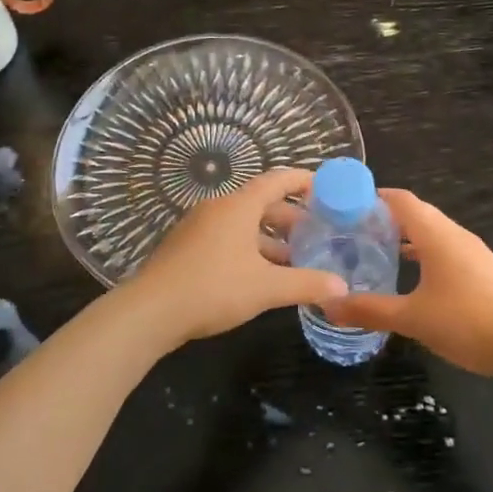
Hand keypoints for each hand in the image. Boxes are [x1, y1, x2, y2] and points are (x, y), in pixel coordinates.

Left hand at [125, 168, 348, 347]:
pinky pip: (227, 237)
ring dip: (269, 237)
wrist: (151, 311)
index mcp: (238, 206)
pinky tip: (260, 275)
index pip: (277, 180)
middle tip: (316, 233)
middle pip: (261, 203)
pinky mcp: (187, 247)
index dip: (303, 181)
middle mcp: (218, 208)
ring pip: (243, 223)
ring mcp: (199, 227)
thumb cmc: (213, 288)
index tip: (326, 188)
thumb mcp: (266, 287)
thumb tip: (342, 287)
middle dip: (290, 217)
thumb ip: (306, 284)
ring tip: (294, 258)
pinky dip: (249, 248)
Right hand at [321, 190, 492, 381]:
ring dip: (406, 236)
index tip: (346, 206)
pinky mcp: (483, 270)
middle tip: (353, 231)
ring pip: (433, 232)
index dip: (374, 197)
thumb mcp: (412, 318)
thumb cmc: (467, 322)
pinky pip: (446, 249)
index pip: (401, 200)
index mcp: (436, 234)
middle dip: (385, 217)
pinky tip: (412, 277)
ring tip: (376, 252)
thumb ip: (370, 310)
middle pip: (417, 212)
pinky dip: (424, 253)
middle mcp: (455, 234)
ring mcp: (473, 252)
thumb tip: (329, 305)